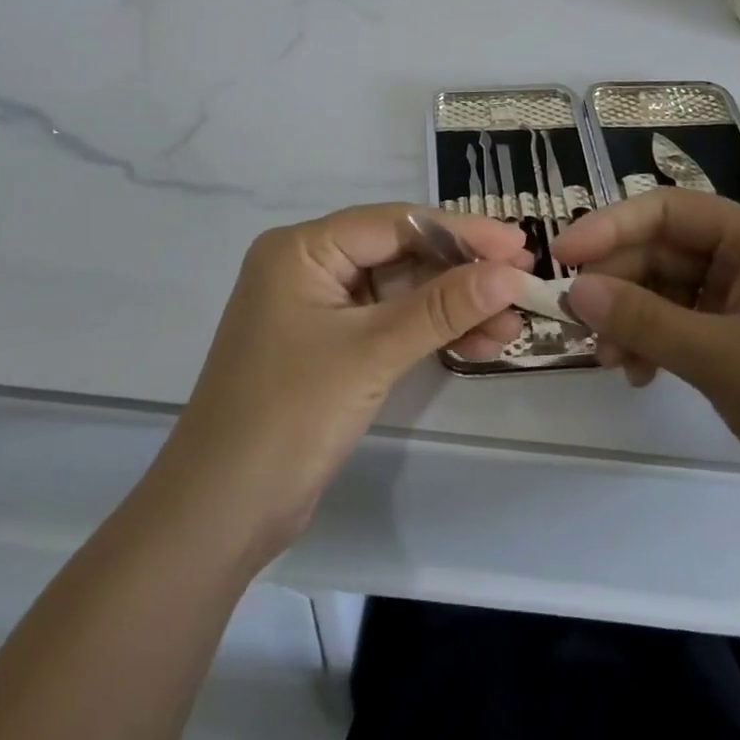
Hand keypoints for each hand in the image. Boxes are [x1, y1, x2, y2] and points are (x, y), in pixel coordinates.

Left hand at [158, 205, 530, 555]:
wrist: (218, 516)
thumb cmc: (288, 416)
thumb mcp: (371, 353)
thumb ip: (441, 308)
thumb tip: (509, 273)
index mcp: (303, 248)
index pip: (395, 223)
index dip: (460, 232)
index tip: (516, 243)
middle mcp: (310, 266)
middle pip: (401, 254)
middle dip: (461, 273)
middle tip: (521, 282)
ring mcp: (320, 308)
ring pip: (401, 291)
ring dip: (453, 306)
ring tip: (511, 323)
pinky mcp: (332, 346)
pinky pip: (391, 323)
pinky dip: (431, 332)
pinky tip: (479, 343)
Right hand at [554, 190, 739, 568]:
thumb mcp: (721, 358)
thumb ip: (643, 318)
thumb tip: (573, 289)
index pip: (669, 210)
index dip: (610, 226)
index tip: (562, 255)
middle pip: (665, 251)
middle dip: (619, 283)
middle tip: (578, 322)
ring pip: (670, 291)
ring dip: (633, 318)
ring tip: (609, 360)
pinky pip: (685, 327)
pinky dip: (656, 344)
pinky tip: (638, 375)